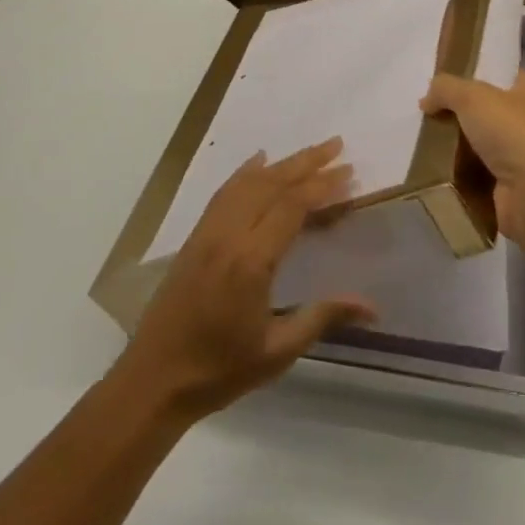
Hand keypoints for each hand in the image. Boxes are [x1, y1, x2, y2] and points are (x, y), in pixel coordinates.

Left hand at [116, 139, 375, 421]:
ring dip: (281, 163)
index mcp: (251, 261)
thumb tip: (371, 306)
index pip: (292, 207)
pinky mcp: (195, 236)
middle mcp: (229, 235)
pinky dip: (245, 172)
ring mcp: (208, 232)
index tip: (349, 172)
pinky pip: (224, 192)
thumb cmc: (219, 370)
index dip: (322, 186)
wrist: (154, 379)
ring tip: (310, 152)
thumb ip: (322, 317)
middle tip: (337, 145)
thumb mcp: (277, 351)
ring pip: (248, 183)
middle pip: (272, 184)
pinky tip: (259, 161)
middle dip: (306, 162)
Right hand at [420, 70, 524, 245]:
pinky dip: (461, 175)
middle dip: (461, 115)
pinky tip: (436, 170)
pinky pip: (479, 175)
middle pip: (489, 111)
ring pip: (482, 145)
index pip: (504, 76)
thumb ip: (445, 88)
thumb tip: (427, 100)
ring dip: (458, 147)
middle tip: (429, 116)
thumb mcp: (472, 96)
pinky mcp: (513, 187)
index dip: (475, 76)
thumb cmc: (513, 133)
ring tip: (425, 143)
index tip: (445, 85)